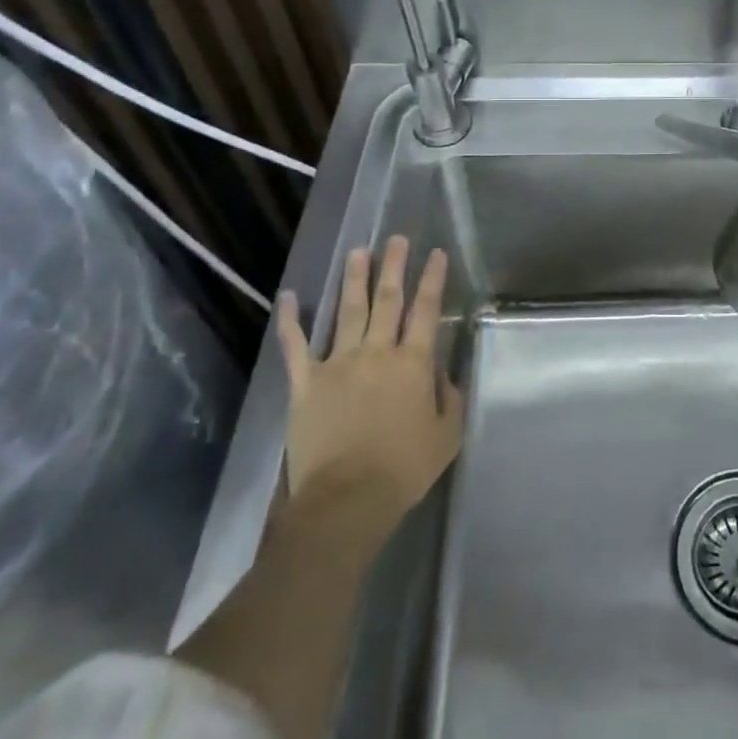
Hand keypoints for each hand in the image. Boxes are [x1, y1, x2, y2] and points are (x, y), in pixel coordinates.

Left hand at [276, 236, 464, 530]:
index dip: (433, 279)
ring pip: (348, 312)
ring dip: (354, 280)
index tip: (436, 254)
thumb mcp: (447, 434)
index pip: (427, 310)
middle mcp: (377, 352)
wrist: (347, 499)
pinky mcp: (307, 382)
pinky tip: (288, 297)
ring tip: (358, 252)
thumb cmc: (404, 468)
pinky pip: (296, 345)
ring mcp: (338, 363)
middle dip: (394, 267)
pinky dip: (290, 320)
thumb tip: (440, 374)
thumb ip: (449, 397)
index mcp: (413, 362)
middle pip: (388, 300)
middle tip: (397, 239)